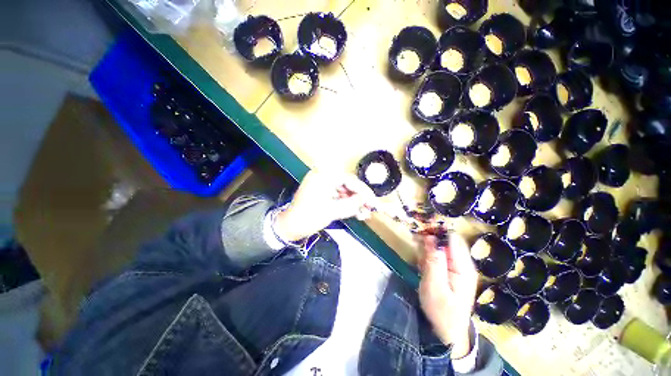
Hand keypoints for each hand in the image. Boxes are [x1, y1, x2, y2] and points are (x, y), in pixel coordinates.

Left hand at [273, 170, 376, 241]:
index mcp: (324, 176)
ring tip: (365, 215)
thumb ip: (352, 204)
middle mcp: (323, 176)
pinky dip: (346, 204)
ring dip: (354, 203)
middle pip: (347, 185)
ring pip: (344, 191)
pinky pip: (337, 196)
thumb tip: (365, 199)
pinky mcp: (321, 193)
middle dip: (359, 198)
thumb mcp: (333, 211)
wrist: (289, 227)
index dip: (363, 191)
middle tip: (370, 208)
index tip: (373, 201)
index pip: (349, 180)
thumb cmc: (309, 217)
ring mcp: (322, 185)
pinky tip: (356, 213)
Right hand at [419, 233, 477, 358]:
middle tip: (415, 243)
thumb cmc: (441, 311)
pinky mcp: (451, 271)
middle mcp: (463, 264)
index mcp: (463, 267)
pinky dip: (429, 256)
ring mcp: (458, 268)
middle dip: (430, 238)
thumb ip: (433, 261)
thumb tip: (430, 237)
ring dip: (427, 247)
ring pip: (442, 247)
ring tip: (418, 258)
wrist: (448, 332)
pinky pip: (439, 256)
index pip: (452, 238)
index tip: (420, 231)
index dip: (436, 231)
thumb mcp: (434, 286)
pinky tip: (422, 264)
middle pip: (447, 240)